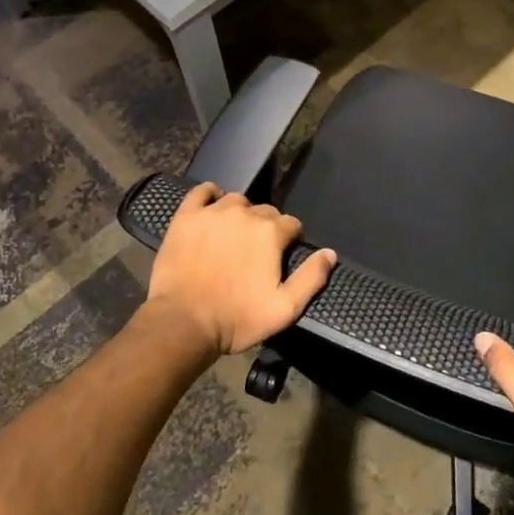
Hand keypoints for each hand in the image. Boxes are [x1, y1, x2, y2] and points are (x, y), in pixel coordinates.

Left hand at [147, 184, 336, 356]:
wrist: (183, 322)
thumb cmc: (237, 318)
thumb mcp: (285, 309)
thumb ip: (311, 278)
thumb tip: (330, 253)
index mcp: (270, 232)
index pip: (291, 224)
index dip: (290, 240)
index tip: (281, 257)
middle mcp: (244, 213)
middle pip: (264, 211)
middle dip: (265, 228)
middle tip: (255, 253)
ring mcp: (212, 212)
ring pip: (235, 201)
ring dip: (240, 214)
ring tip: (233, 236)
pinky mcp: (186, 216)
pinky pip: (201, 192)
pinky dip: (210, 196)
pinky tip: (211, 208)